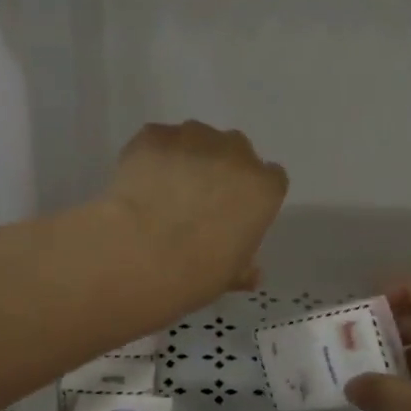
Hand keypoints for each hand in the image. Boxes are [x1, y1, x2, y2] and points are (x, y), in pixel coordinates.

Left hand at [102, 121, 287, 301]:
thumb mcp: (229, 275)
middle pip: (235, 150)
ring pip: (196, 138)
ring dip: (187, 156)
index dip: (250, 192)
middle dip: (221, 168)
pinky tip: (139, 180)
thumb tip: (251, 273)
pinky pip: (158, 139)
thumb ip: (243, 265)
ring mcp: (193, 139)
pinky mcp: (154, 136)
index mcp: (263, 188)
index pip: (270, 178)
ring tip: (164, 187)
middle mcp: (234, 153)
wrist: (141, 256)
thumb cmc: (196, 273)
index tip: (234, 209)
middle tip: (198, 197)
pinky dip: (152, 155)